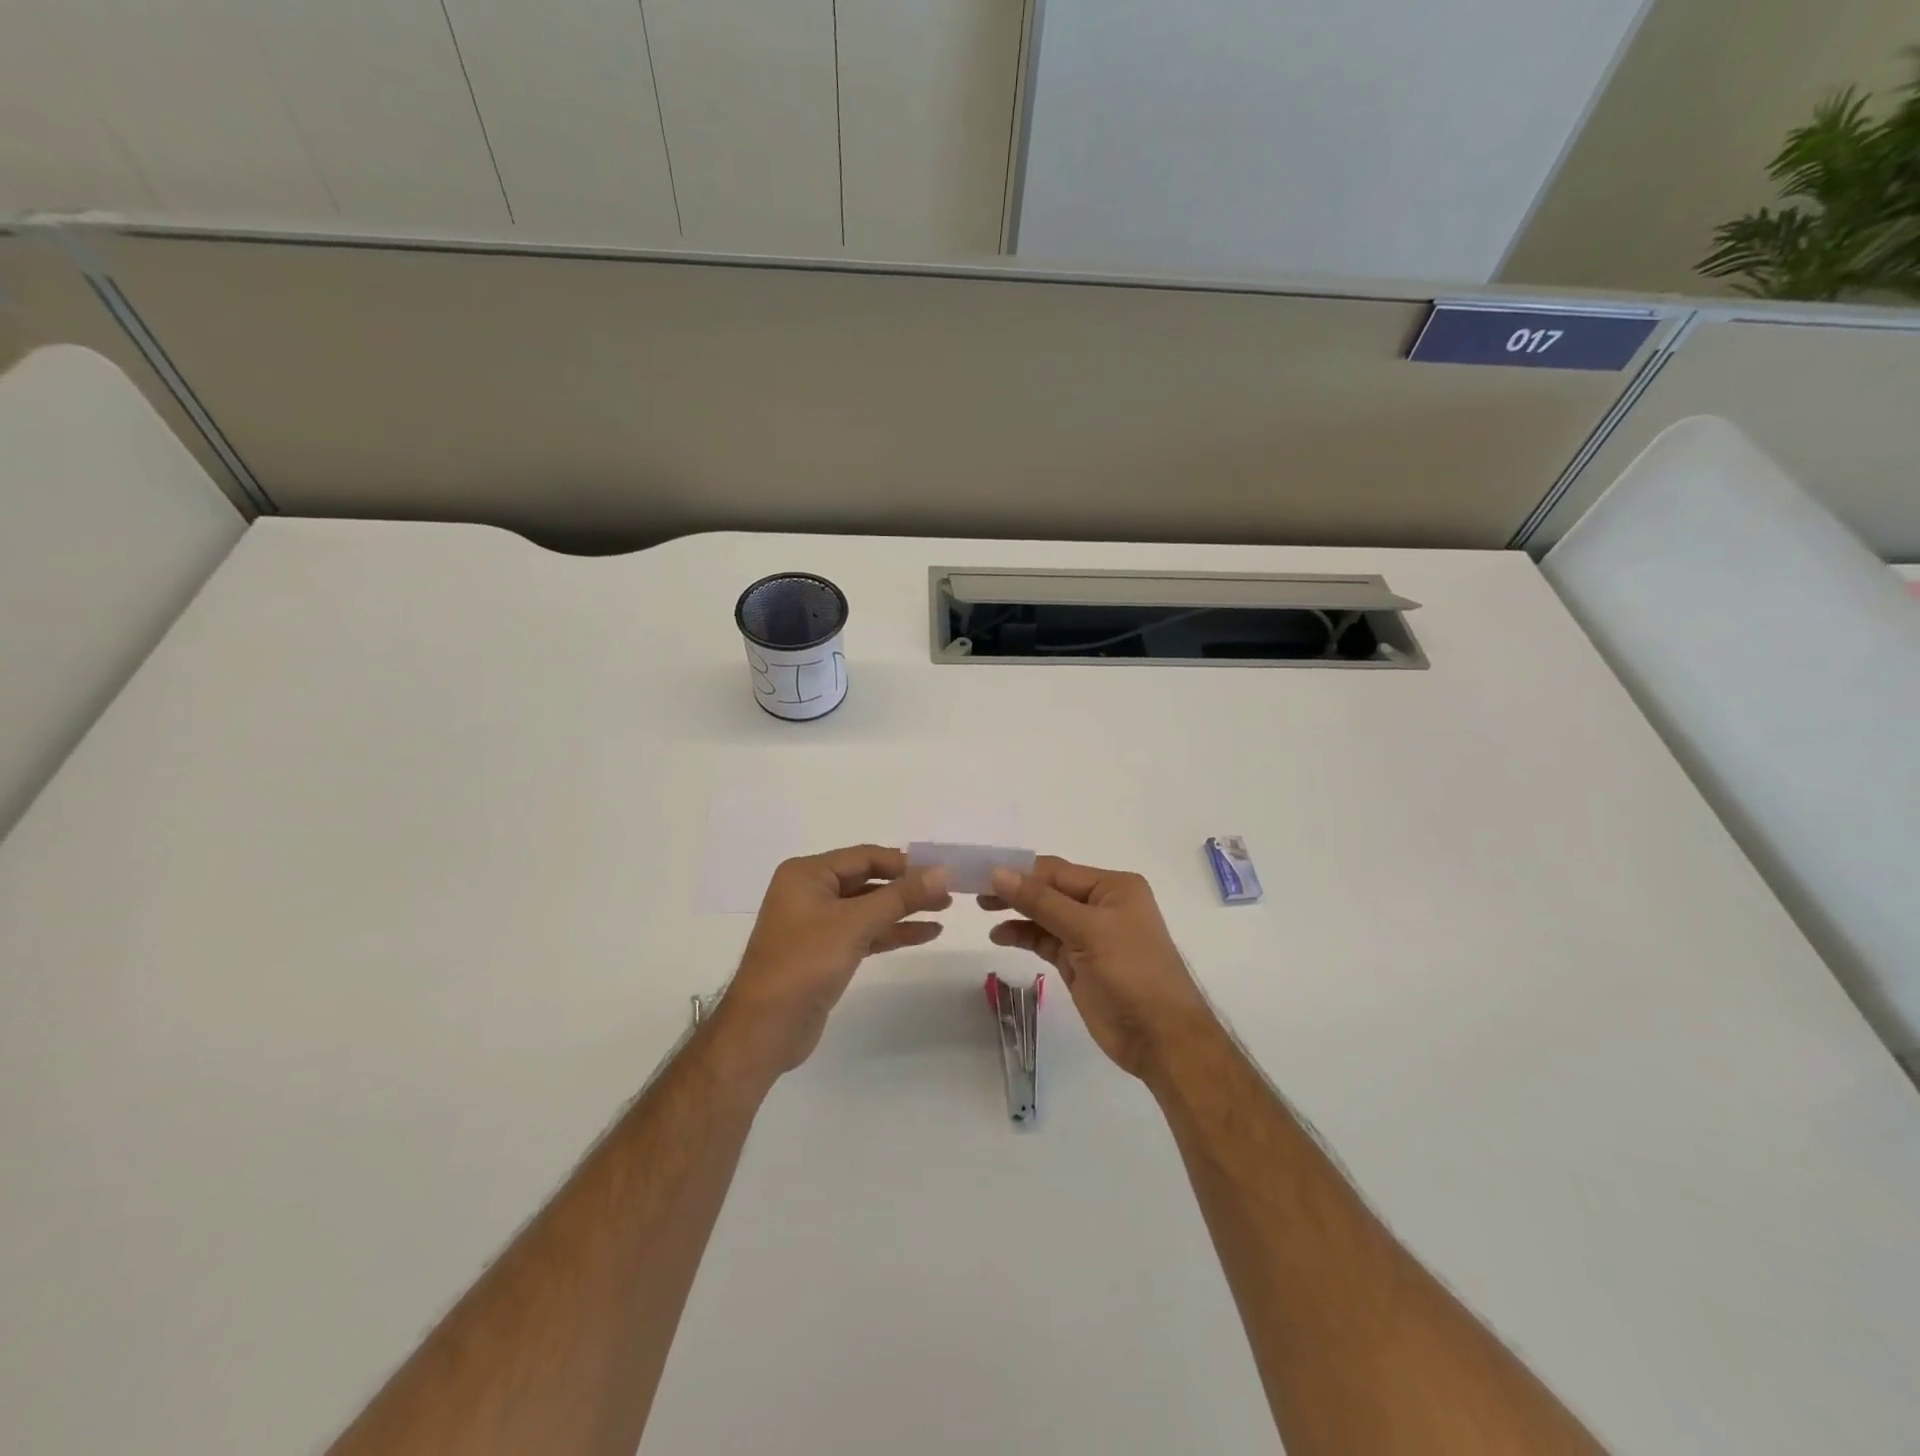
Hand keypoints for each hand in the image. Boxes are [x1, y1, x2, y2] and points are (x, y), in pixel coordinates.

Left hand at [715, 845, 950, 1078]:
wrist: (764, 1029)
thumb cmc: (804, 964)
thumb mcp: (854, 924)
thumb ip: (900, 896)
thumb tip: (943, 872)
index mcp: (807, 874)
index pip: (865, 856)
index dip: (904, 863)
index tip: (942, 871)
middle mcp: (810, 892)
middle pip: (868, 880)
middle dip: (907, 887)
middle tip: (949, 893)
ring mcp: (817, 924)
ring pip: (869, 908)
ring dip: (904, 910)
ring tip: (944, 911)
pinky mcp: (826, 952)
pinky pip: (865, 932)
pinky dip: (892, 932)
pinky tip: (925, 933)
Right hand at [983, 857, 1217, 1079]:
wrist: (1161, 1038)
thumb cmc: (1131, 973)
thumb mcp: (1087, 930)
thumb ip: (1040, 901)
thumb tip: (998, 872)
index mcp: (1113, 887)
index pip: (1056, 871)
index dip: (1018, 871)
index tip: (979, 872)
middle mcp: (1101, 904)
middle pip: (1048, 890)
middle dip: (1015, 890)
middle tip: (974, 892)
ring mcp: (1090, 935)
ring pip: (1044, 915)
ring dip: (1016, 913)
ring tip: (982, 911)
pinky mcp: (1079, 962)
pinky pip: (1045, 940)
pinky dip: (1024, 935)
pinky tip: (1000, 935)